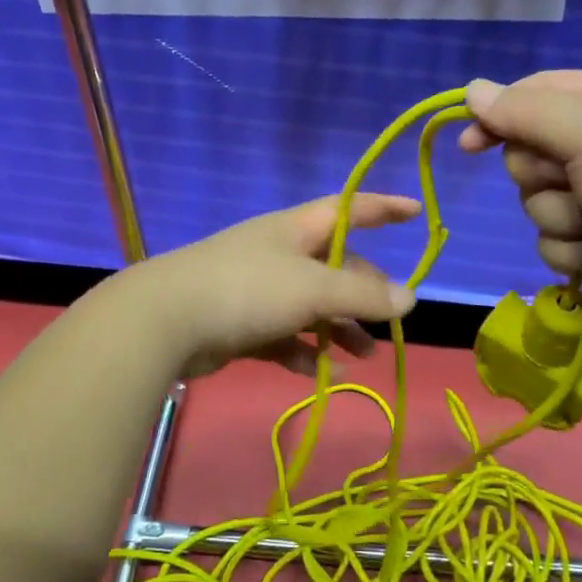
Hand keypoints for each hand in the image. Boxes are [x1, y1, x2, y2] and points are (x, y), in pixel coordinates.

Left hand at [127, 195, 420, 378]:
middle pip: (335, 266)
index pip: (348, 208)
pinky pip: (284, 334)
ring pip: (311, 305)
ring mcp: (257, 288)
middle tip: (387, 322)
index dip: (383, 208)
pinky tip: (322, 373)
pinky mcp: (239, 322)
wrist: (164, 321)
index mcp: (295, 229)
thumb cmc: (247, 289)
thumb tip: (409, 298)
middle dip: (364, 292)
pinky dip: (305, 351)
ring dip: (339, 329)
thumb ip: (362, 295)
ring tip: (364, 357)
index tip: (416, 212)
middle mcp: (278, 253)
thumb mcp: (313, 289)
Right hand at [458, 71, 581, 342]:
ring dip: (560, 219)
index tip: (471, 144)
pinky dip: (572, 250)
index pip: (538, 93)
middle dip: (542, 177)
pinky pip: (553, 239)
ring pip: (537, 201)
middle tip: (573, 185)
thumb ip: (527, 111)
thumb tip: (472, 90)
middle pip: (531, 152)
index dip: (500, 116)